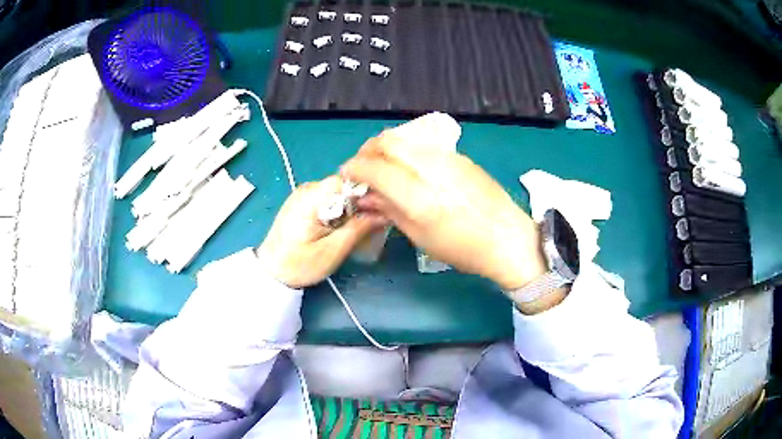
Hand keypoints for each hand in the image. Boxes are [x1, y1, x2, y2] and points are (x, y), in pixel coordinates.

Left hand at [256, 176, 385, 287]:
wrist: (271, 273)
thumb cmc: (299, 265)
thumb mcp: (332, 251)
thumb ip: (358, 229)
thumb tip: (383, 213)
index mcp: (312, 197)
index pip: (348, 181)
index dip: (368, 193)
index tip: (380, 211)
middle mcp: (307, 189)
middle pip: (344, 187)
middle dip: (361, 204)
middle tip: (372, 226)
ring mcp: (304, 195)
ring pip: (339, 194)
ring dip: (351, 210)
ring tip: (358, 230)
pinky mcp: (303, 203)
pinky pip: (329, 201)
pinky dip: (340, 212)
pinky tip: (343, 229)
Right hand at [341, 116, 546, 290]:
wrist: (507, 239)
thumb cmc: (463, 249)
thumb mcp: (420, 237)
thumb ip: (389, 210)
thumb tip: (365, 196)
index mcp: (419, 197)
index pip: (375, 168)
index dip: (354, 168)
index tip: (347, 175)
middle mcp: (432, 169)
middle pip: (388, 140)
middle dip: (367, 149)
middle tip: (363, 166)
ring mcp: (448, 158)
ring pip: (406, 136)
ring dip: (386, 146)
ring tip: (382, 164)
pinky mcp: (460, 156)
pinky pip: (424, 143)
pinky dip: (406, 148)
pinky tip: (408, 166)